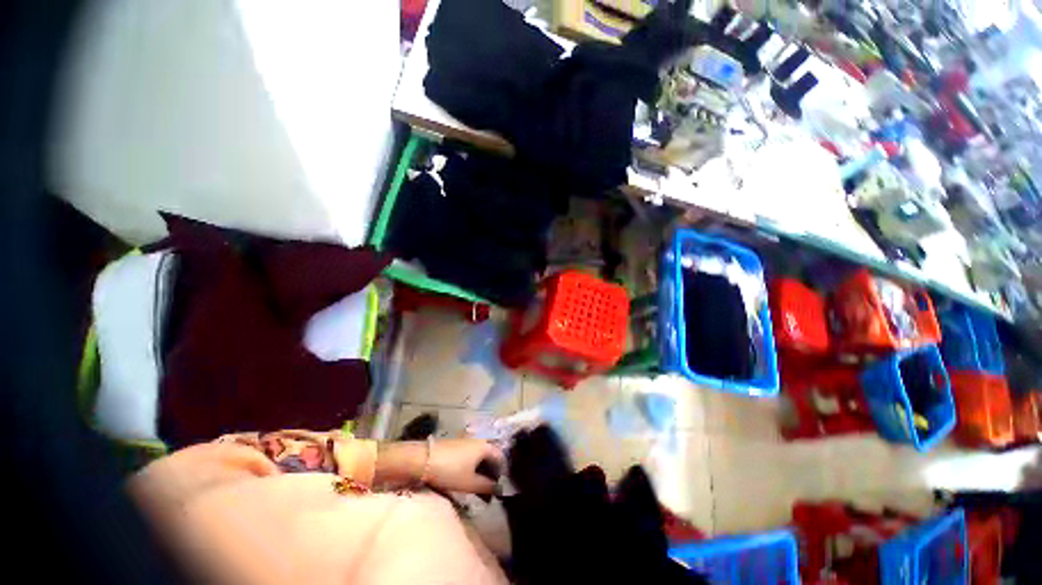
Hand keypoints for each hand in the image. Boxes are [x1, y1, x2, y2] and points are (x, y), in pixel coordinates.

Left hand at [426, 438, 504, 494]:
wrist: (423, 459)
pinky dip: (472, 468)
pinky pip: (470, 456)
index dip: (502, 473)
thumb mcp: (470, 483)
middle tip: (490, 491)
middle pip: (490, 457)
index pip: (500, 457)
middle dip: (491, 473)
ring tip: (478, 489)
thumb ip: (487, 486)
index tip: (500, 488)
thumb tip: (499, 489)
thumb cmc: (450, 471)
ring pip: (479, 457)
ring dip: (481, 472)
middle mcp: (478, 441)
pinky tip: (467, 479)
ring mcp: (466, 442)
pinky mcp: (456, 446)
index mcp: (485, 446)